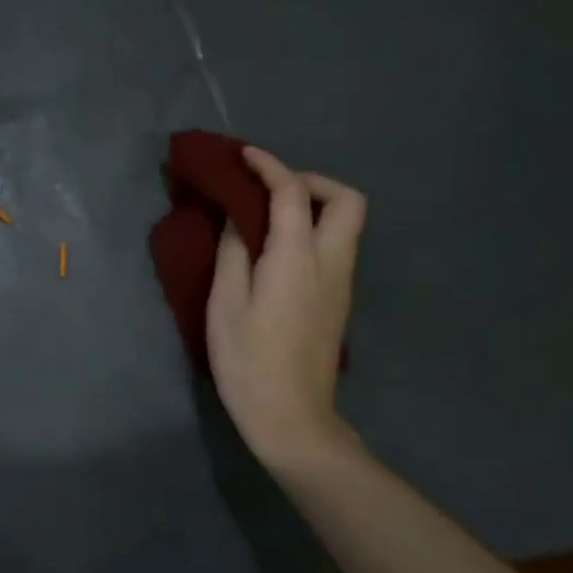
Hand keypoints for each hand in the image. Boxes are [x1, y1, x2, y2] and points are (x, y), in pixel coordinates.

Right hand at [206, 147, 367, 471]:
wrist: (291, 416)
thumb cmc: (248, 360)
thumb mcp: (225, 303)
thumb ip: (232, 252)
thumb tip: (236, 217)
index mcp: (298, 258)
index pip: (293, 193)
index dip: (270, 166)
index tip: (244, 156)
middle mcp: (331, 262)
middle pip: (347, 200)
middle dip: (311, 181)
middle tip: (271, 191)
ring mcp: (342, 283)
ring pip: (347, 223)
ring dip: (314, 205)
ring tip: (269, 216)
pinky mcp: (339, 301)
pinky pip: (336, 246)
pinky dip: (314, 230)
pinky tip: (279, 249)